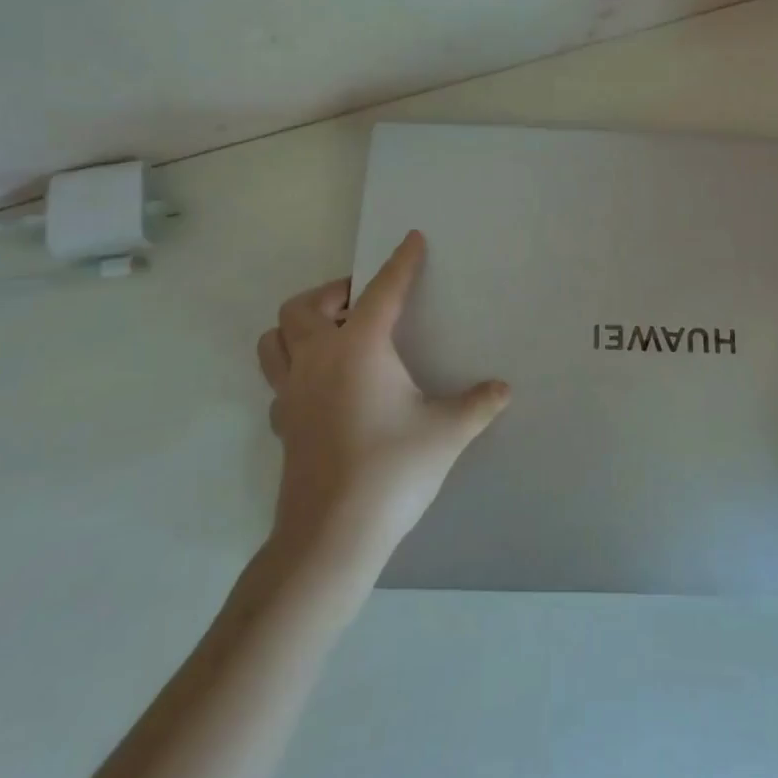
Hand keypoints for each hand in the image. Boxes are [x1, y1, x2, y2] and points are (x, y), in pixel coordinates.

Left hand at [256, 231, 510, 574]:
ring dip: (299, 327)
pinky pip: (278, 381)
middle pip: (303, 306)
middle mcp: (317, 359)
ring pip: (274, 340)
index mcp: (358, 347)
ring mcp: (291, 393)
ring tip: (334, 336)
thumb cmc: (391, 470)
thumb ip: (477, 404)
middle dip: (333, 293)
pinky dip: (295, 371)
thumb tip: (503, 389)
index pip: (383, 290)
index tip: (412, 240)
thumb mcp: (446, 433)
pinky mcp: (282, 424)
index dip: (401, 263)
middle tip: (363, 303)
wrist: (331, 537)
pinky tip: (324, 389)